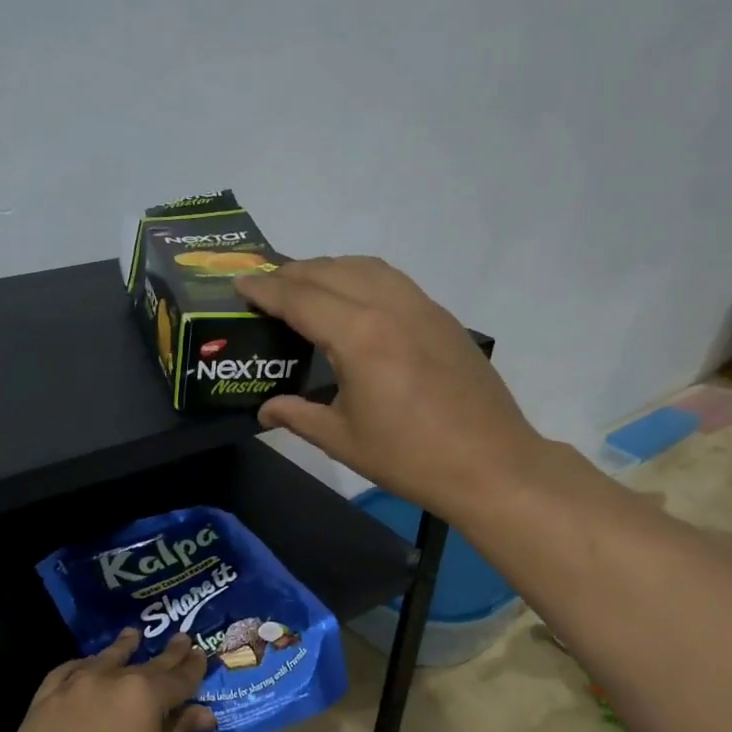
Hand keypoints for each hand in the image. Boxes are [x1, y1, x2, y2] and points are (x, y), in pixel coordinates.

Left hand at [5, 631, 212, 731]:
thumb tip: (201, 713)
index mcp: (144, 696)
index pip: (177, 677)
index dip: (192, 667)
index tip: (200, 655)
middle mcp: (108, 680)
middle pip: (143, 664)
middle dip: (166, 655)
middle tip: (181, 640)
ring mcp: (71, 688)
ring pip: (102, 660)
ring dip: (121, 650)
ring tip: (132, 637)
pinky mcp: (42, 703)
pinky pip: (65, 674)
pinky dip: (80, 667)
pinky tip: (86, 667)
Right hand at [233, 257, 539, 520]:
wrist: (491, 464)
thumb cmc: (409, 457)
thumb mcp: (342, 439)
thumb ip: (297, 416)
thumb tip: (265, 410)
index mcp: (359, 337)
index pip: (301, 298)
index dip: (266, 290)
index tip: (240, 285)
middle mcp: (389, 308)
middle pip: (330, 272)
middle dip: (291, 273)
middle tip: (264, 286)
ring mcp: (421, 307)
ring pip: (365, 267)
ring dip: (327, 268)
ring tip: (304, 285)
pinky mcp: (442, 317)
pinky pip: (392, 279)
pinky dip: (360, 276)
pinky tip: (352, 298)